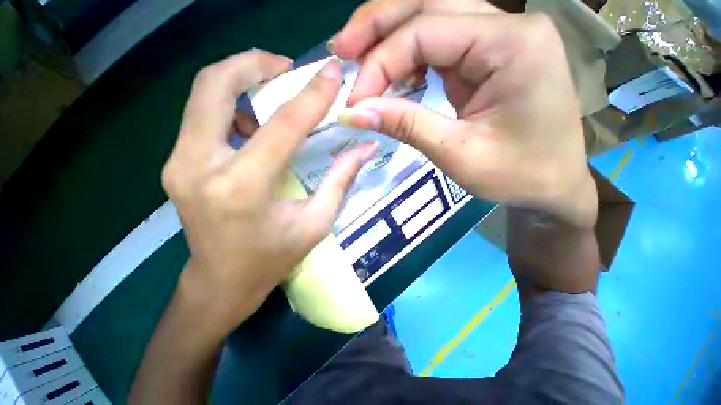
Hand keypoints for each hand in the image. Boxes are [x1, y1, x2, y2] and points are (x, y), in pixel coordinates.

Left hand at [162, 50, 378, 334]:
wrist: (221, 282)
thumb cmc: (273, 258)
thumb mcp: (317, 222)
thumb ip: (341, 179)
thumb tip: (365, 148)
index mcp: (243, 187)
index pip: (282, 124)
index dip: (312, 94)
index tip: (332, 72)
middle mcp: (200, 166)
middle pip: (216, 85)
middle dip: (255, 64)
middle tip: (288, 68)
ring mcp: (179, 163)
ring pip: (204, 95)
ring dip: (241, 81)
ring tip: (274, 92)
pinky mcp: (176, 164)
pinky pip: (202, 116)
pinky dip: (230, 104)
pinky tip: (255, 122)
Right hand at [331, 1, 596, 227]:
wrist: (552, 184)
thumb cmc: (517, 175)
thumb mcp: (457, 154)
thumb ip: (406, 126)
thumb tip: (355, 112)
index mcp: (512, 44)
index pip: (426, 31)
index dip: (380, 64)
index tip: (355, 101)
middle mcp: (508, 27)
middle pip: (428, 0)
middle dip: (377, 25)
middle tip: (341, 50)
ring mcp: (499, 38)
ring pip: (432, 15)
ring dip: (390, 36)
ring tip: (358, 60)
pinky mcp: (487, 58)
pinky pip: (439, 41)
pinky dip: (408, 55)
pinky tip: (393, 75)